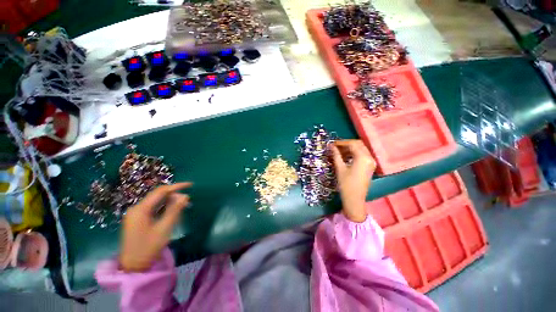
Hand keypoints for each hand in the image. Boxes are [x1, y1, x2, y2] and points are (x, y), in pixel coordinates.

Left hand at [119, 182, 191, 271]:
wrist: (133, 266)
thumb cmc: (149, 247)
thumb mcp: (164, 228)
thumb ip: (175, 210)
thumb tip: (185, 196)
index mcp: (140, 209)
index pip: (161, 191)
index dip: (176, 186)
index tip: (190, 185)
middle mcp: (136, 208)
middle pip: (158, 195)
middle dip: (174, 195)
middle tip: (187, 201)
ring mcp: (136, 214)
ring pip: (156, 201)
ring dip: (170, 201)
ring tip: (182, 206)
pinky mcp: (138, 219)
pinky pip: (153, 208)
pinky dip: (164, 207)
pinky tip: (172, 212)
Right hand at [331, 140, 375, 222]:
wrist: (354, 199)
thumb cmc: (346, 184)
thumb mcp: (340, 168)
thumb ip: (336, 155)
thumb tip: (331, 146)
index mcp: (363, 157)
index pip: (352, 144)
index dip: (341, 142)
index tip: (332, 144)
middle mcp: (370, 158)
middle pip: (358, 144)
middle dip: (346, 144)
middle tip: (335, 147)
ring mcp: (371, 162)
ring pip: (361, 149)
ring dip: (350, 149)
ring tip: (338, 152)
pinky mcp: (370, 167)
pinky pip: (362, 155)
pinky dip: (354, 154)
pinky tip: (345, 157)